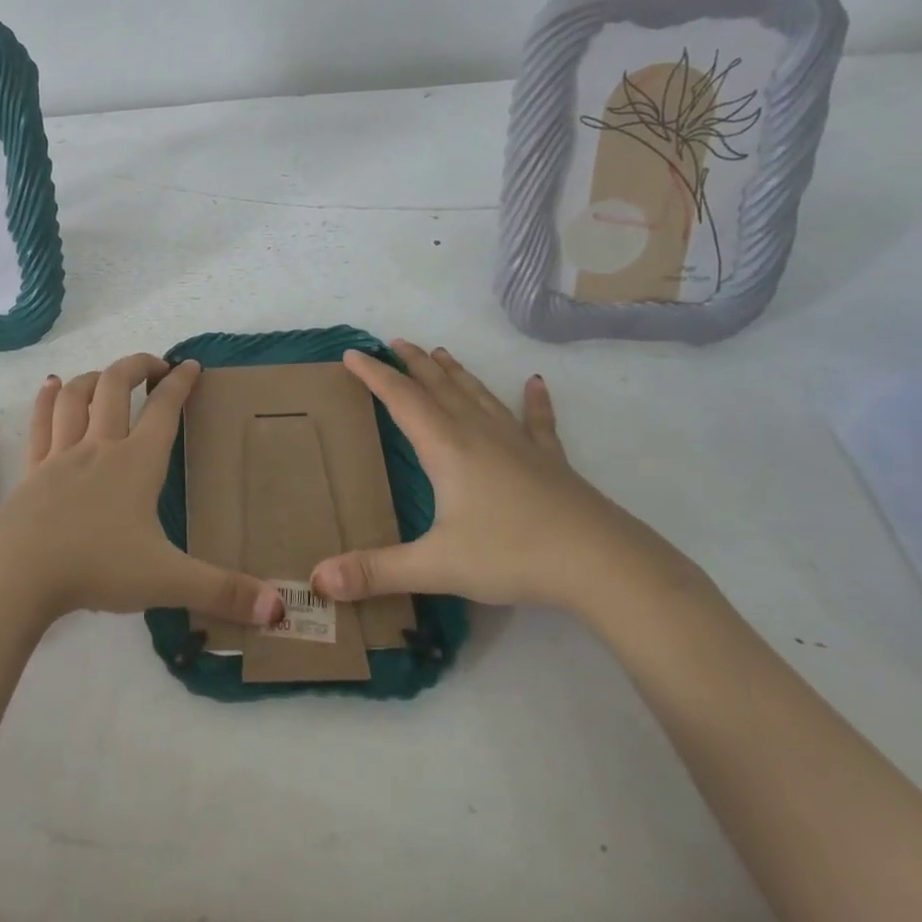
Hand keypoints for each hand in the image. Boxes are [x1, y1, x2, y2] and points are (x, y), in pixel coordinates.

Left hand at [0, 354, 285, 630]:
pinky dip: (49, 399)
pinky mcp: (33, 470)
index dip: (180, 383)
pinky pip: (41, 422)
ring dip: (94, 377)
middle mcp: (100, 447)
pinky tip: (52, 385)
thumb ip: (222, 591)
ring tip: (107, 376)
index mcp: (137, 463)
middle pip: (116, 386)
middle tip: (155, 366)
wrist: (19, 573)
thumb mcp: (167, 580)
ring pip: (77, 396)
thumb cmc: (96, 568)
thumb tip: (279, 610)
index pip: (164, 409)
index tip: (191, 365)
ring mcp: (61, 455)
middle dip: (138, 366)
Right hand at [311, 340, 674, 611]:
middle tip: (394, 342)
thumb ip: (376, 571)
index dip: (374, 375)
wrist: (602, 563)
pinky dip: (535, 400)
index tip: (351, 353)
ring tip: (441, 353)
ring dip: (456, 373)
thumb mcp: (436, 565)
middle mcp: (478, 433)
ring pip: (479, 396)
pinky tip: (536, 382)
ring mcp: (518, 443)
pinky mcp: (550, 460)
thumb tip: (319, 579)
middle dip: (413, 364)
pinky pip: (537, 421)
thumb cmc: (512, 554)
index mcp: (446, 448)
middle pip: (439, 387)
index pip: (401, 399)